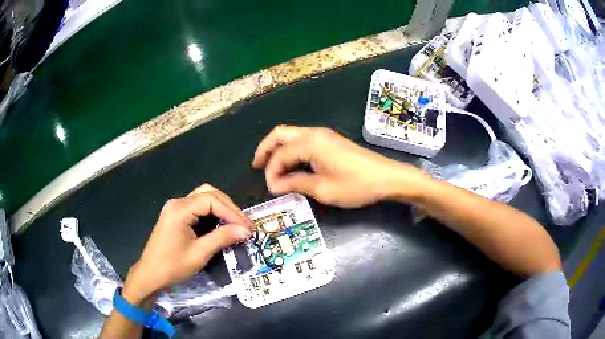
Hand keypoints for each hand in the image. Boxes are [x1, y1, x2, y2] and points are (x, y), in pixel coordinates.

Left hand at [122, 184, 253, 305]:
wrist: (150, 275)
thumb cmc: (173, 266)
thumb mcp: (199, 253)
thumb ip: (222, 238)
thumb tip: (246, 231)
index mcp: (180, 209)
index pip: (212, 201)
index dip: (232, 212)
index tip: (247, 227)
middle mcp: (177, 203)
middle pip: (208, 193)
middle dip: (228, 207)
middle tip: (243, 224)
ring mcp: (175, 208)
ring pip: (203, 197)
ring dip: (221, 207)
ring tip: (236, 223)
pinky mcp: (175, 215)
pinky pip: (197, 207)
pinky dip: (212, 212)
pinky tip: (221, 223)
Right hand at [252, 126, 428, 207]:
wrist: (388, 178)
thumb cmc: (356, 185)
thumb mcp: (323, 189)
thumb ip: (296, 184)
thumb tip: (275, 184)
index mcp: (310, 143)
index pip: (280, 155)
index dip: (271, 172)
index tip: (270, 189)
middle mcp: (314, 133)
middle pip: (280, 134)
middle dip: (266, 149)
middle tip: (257, 166)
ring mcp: (324, 135)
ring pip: (291, 136)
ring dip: (279, 149)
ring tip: (270, 167)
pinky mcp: (331, 141)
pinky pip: (303, 141)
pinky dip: (292, 150)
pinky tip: (291, 165)